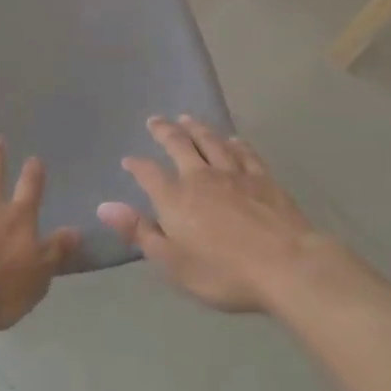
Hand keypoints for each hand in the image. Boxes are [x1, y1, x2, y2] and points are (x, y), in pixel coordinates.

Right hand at [98, 116, 333, 312]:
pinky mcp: (263, 179)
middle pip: (179, 145)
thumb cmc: (224, 272)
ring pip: (211, 142)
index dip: (137, 166)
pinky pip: (245, 153)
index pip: (149, 174)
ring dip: (197, 128)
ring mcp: (234, 175)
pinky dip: (235, 143)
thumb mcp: (172, 262)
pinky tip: (232, 139)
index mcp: (176, 198)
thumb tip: (104, 206)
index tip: (128, 160)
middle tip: (155, 120)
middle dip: (165, 131)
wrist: (286, 266)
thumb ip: (139, 231)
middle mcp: (201, 177)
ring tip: (187, 118)